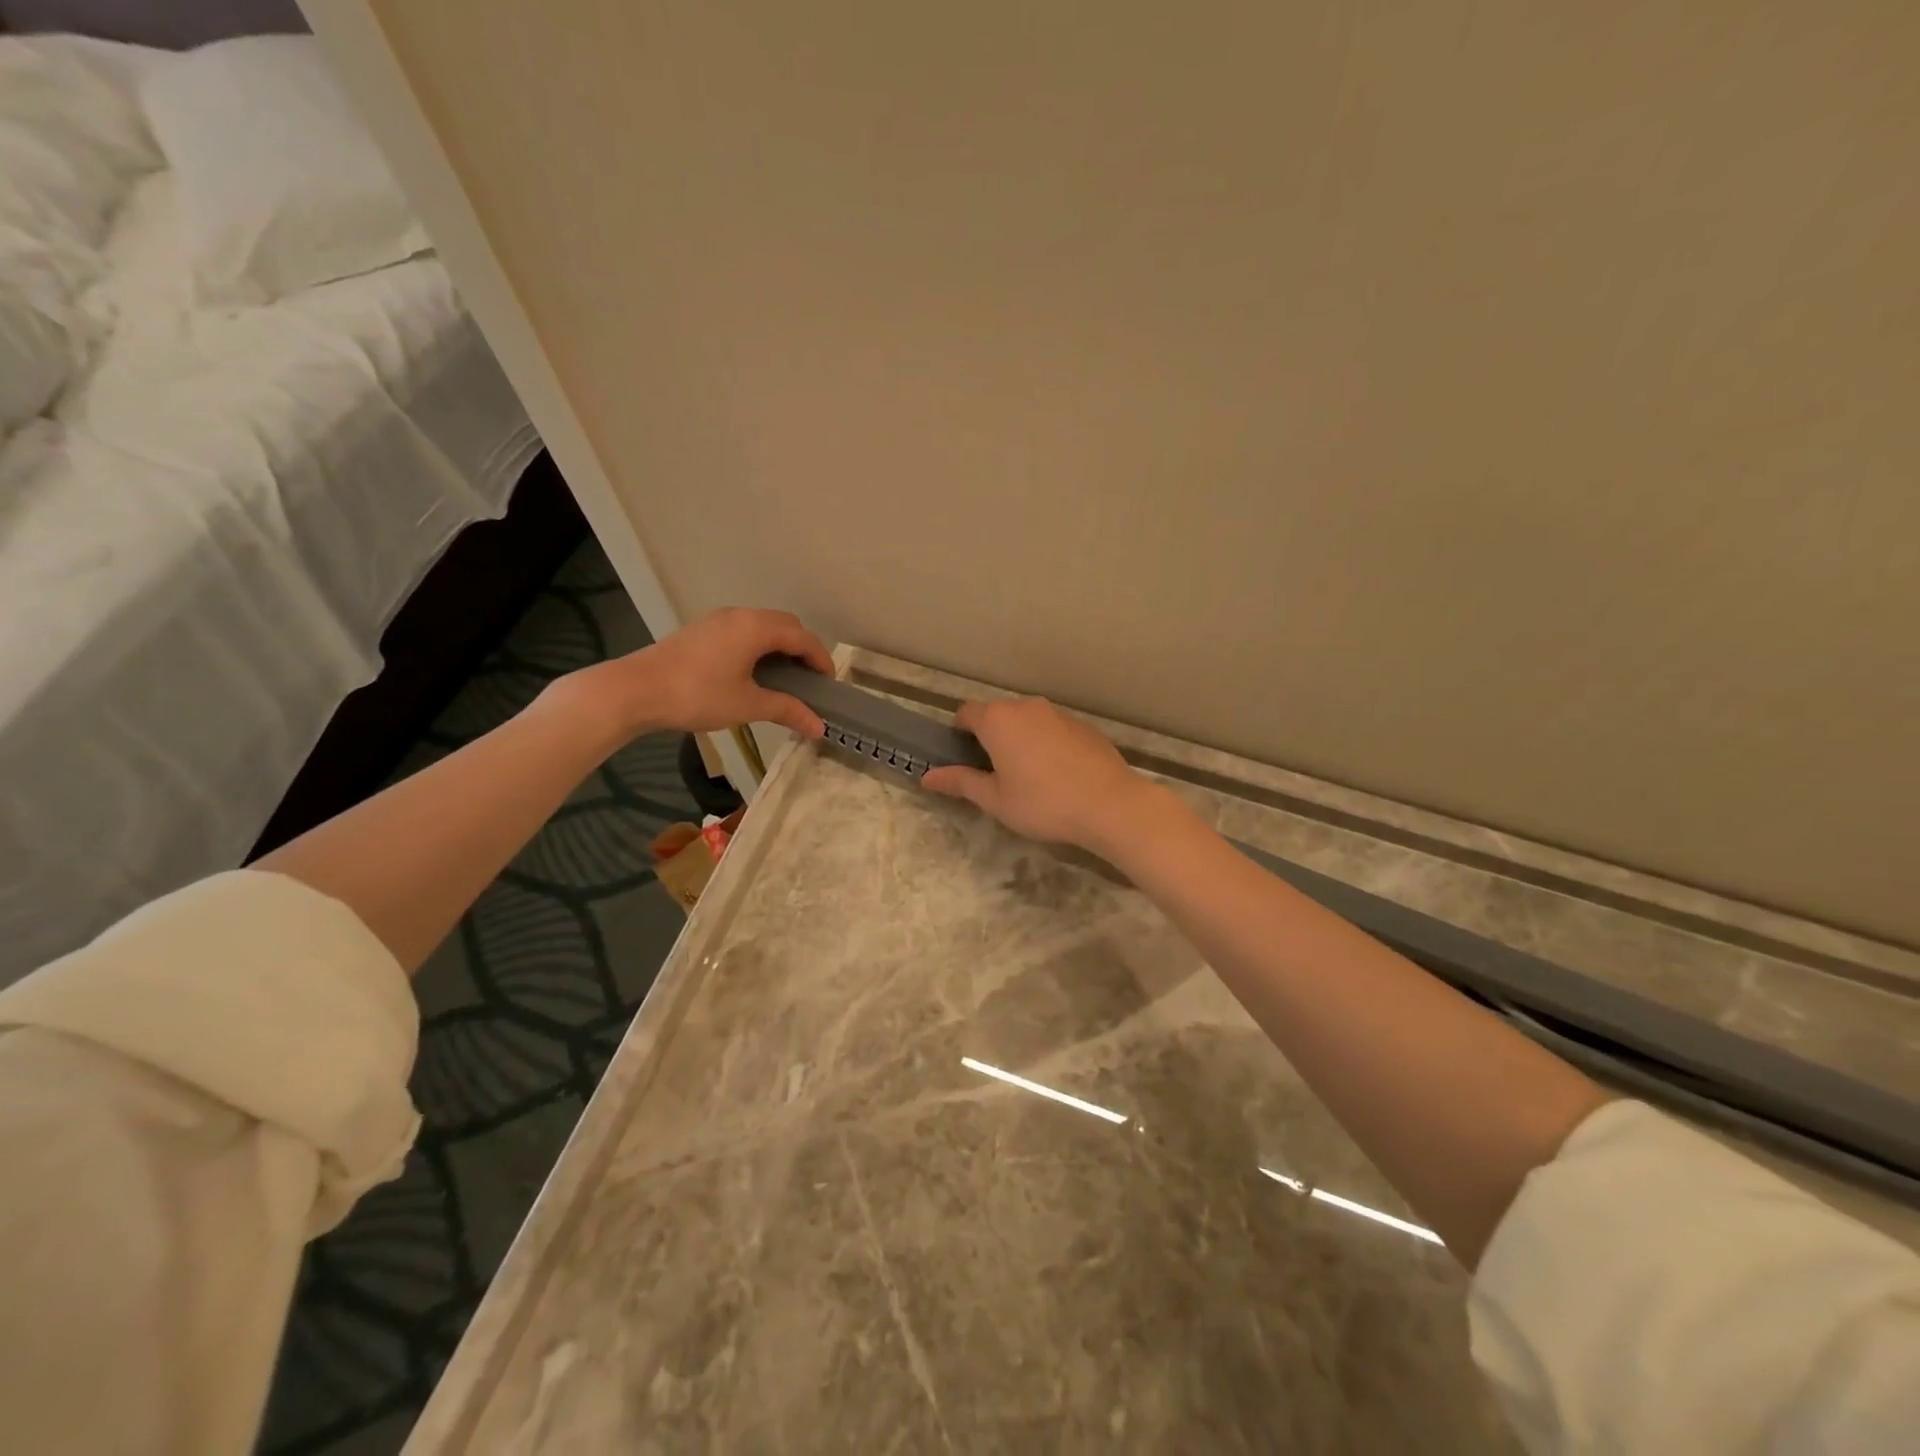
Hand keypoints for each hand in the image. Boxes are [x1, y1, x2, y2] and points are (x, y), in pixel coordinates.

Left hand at [567, 607, 833, 739]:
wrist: (634, 690)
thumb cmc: (697, 695)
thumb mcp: (748, 705)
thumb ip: (787, 710)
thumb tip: (819, 727)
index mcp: (756, 628)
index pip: (803, 638)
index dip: (821, 660)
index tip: (830, 685)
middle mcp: (740, 615)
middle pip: (786, 625)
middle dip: (803, 649)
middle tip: (809, 681)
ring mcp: (718, 620)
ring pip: (762, 626)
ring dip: (780, 647)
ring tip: (784, 679)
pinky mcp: (701, 630)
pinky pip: (743, 631)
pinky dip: (759, 646)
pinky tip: (753, 673)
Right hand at [922, 697, 1167, 852]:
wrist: (1109, 804)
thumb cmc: (1043, 803)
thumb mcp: (995, 799)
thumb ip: (961, 782)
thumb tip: (927, 777)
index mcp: (998, 720)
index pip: (966, 713)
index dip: (959, 732)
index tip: (963, 758)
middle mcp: (1026, 707)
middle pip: (997, 714)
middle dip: (990, 737)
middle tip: (994, 773)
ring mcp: (1057, 713)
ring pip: (1027, 720)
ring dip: (1019, 739)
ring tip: (1027, 776)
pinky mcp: (1082, 725)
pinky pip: (1052, 728)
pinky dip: (1045, 743)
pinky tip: (1057, 774)